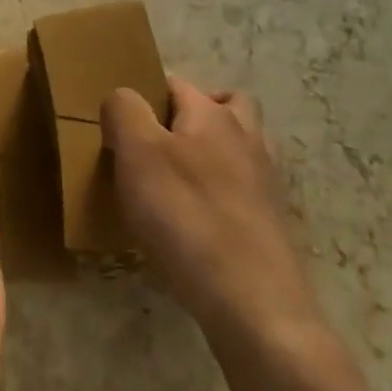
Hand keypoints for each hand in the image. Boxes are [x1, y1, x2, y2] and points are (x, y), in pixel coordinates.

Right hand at [102, 76, 319, 341]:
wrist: (255, 306)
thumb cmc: (187, 217)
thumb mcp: (137, 153)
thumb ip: (123, 111)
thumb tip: (122, 98)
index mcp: (213, 115)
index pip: (176, 84)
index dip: (146, 95)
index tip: (121, 124)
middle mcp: (246, 138)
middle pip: (224, 106)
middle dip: (192, 114)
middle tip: (158, 142)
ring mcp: (264, 183)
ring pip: (237, 148)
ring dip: (210, 153)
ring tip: (174, 181)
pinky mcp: (270, 225)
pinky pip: (241, 191)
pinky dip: (220, 194)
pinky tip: (195, 222)